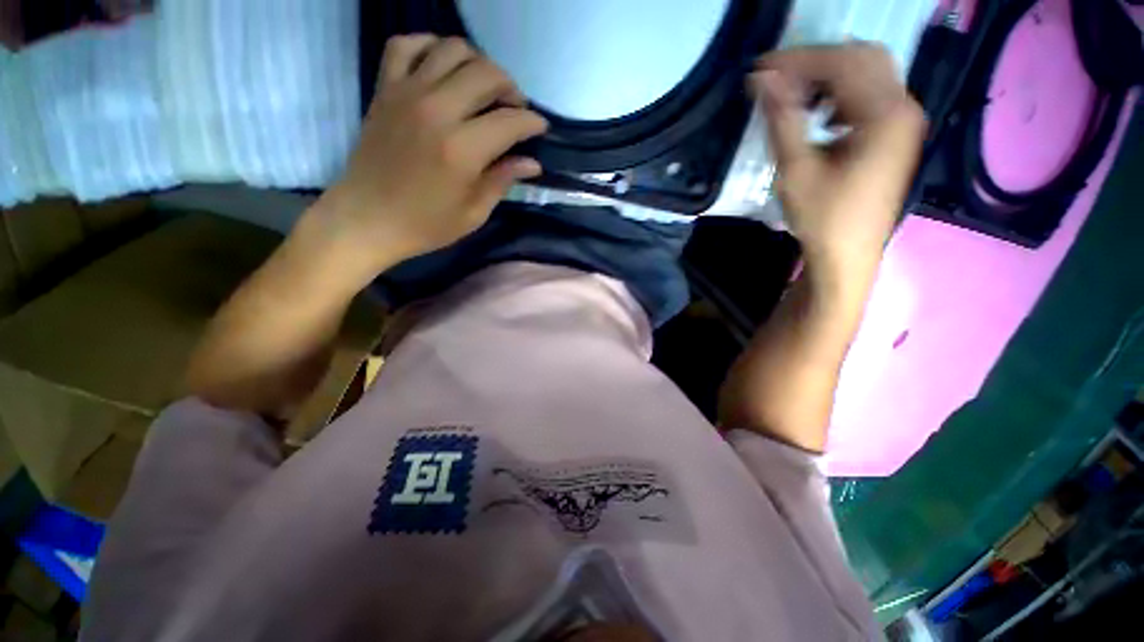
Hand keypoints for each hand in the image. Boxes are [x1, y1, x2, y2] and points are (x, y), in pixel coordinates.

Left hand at [318, 35, 547, 271]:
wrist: (366, 219)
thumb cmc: (425, 225)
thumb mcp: (474, 213)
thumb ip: (503, 181)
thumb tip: (532, 163)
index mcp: (462, 150)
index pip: (510, 121)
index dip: (532, 122)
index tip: (540, 128)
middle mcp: (437, 111)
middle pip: (486, 74)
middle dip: (510, 88)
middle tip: (514, 108)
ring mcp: (406, 94)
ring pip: (452, 49)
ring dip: (478, 64)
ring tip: (483, 88)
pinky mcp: (384, 90)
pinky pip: (405, 45)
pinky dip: (429, 46)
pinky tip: (442, 67)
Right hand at [751, 43, 924, 278]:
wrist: (848, 255)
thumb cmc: (822, 217)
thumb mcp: (796, 169)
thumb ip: (782, 119)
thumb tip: (762, 79)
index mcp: (884, 113)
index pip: (841, 62)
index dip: (798, 59)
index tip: (760, 69)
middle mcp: (903, 107)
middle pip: (862, 57)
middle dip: (816, 61)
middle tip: (778, 79)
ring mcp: (903, 120)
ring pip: (868, 73)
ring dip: (829, 76)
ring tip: (794, 97)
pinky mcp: (895, 134)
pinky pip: (871, 95)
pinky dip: (841, 94)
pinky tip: (820, 115)